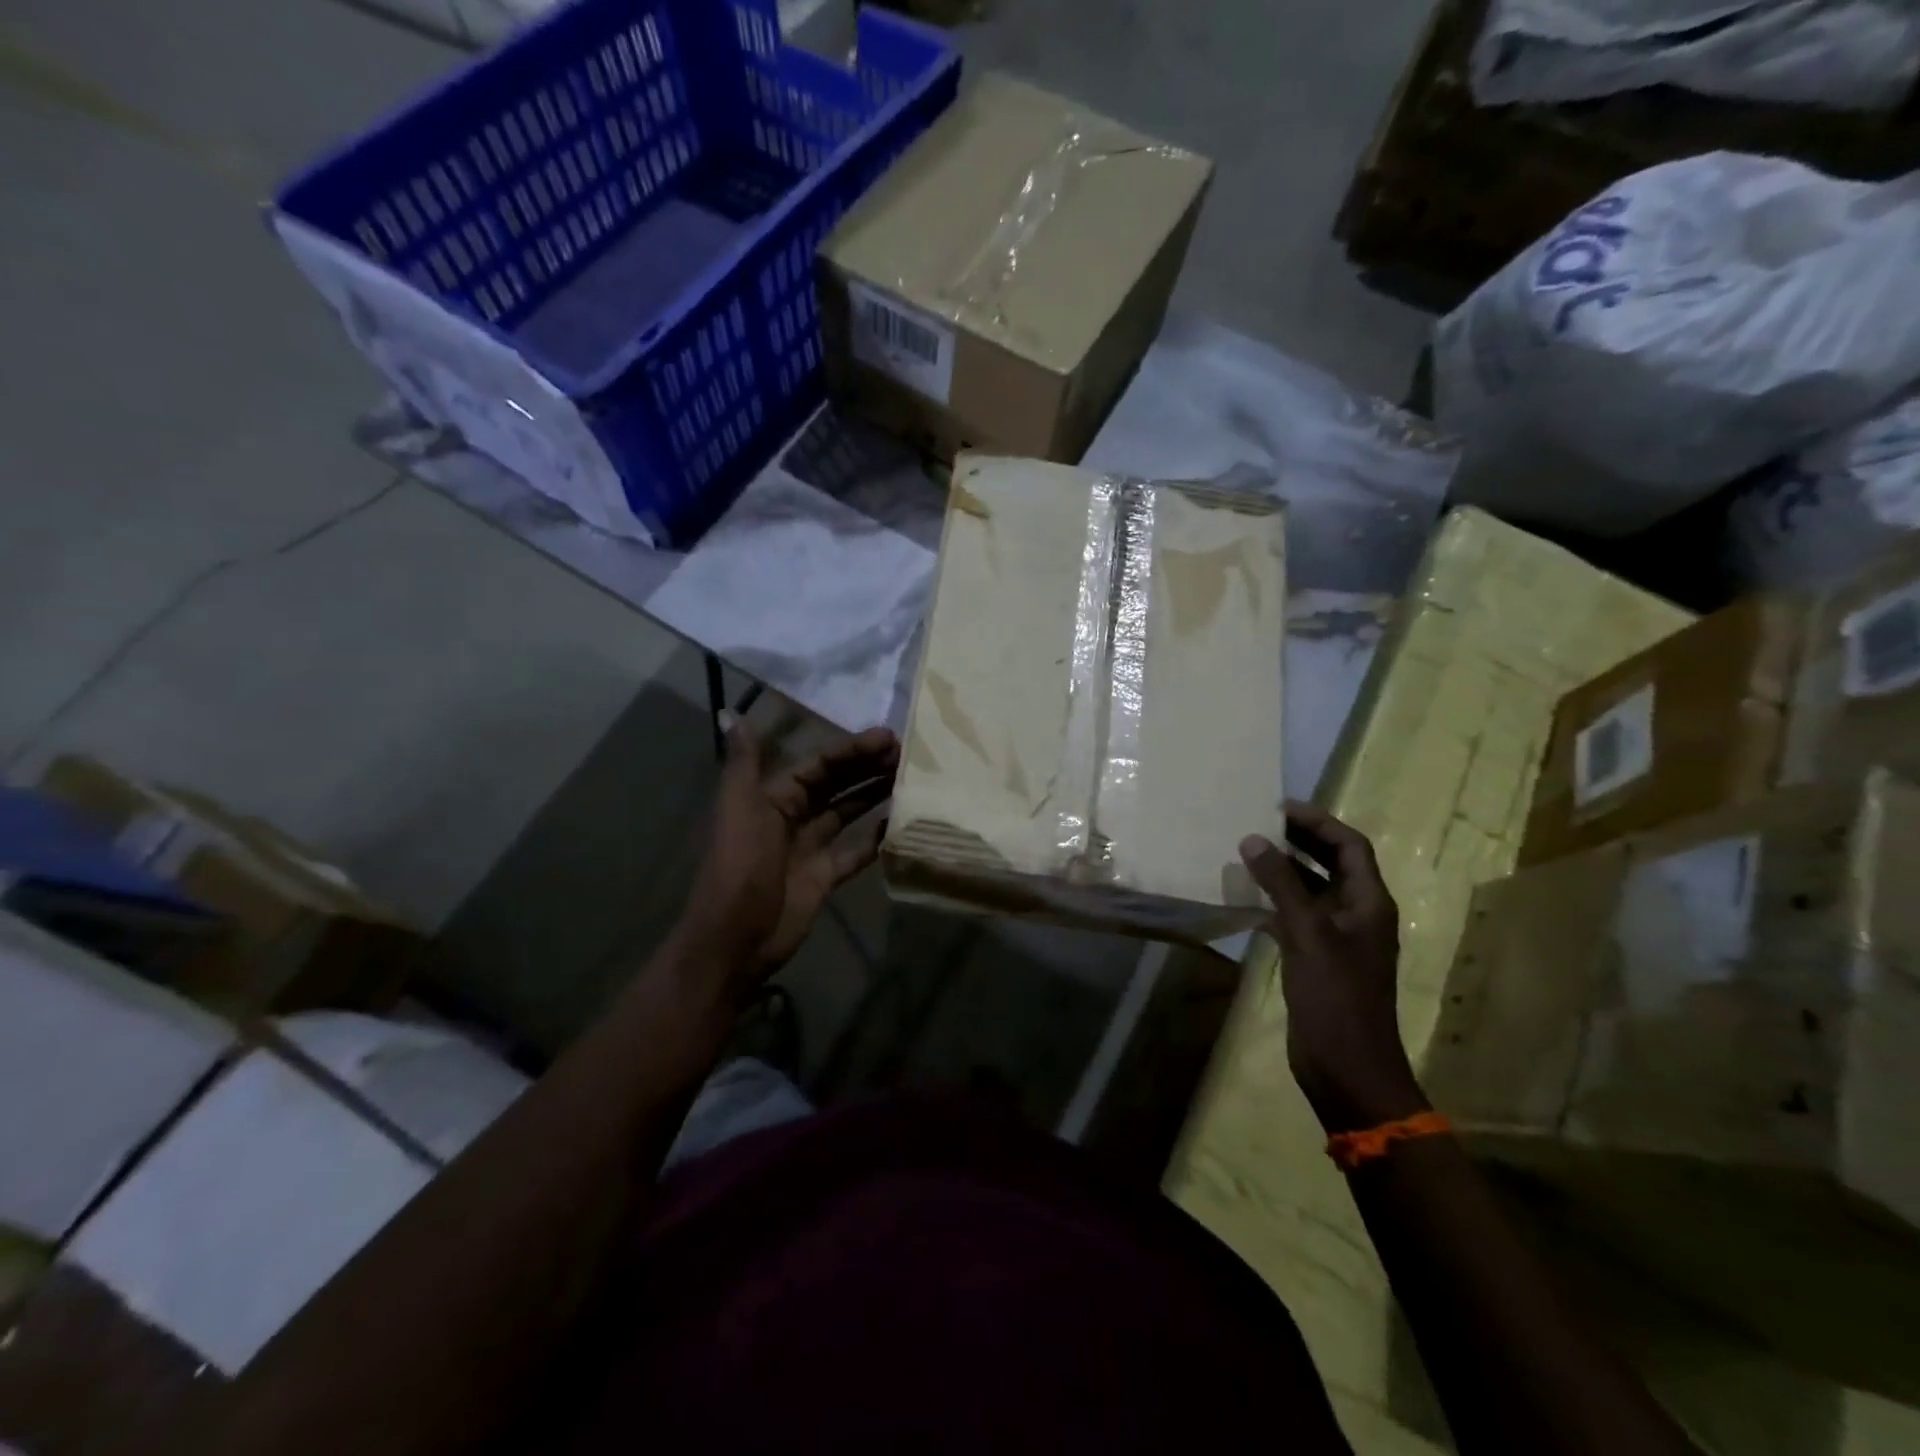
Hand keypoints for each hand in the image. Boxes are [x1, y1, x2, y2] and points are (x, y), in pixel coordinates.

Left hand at [682, 721, 898, 991]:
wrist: (737, 938)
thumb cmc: (741, 866)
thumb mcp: (740, 809)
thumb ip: (744, 763)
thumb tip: (730, 713)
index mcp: (772, 797)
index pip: (818, 764)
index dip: (850, 749)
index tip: (887, 737)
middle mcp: (792, 816)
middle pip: (836, 784)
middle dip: (868, 767)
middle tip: (909, 753)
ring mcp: (810, 847)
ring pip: (848, 812)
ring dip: (875, 794)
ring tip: (911, 777)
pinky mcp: (825, 876)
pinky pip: (856, 850)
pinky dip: (877, 836)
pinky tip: (902, 820)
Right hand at [1239, 802, 1426, 1133]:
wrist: (1347, 1068)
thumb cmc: (1336, 997)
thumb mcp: (1308, 935)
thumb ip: (1282, 884)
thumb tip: (1254, 839)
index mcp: (1369, 904)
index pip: (1350, 846)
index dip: (1319, 822)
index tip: (1280, 808)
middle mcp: (1358, 915)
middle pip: (1333, 864)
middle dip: (1301, 841)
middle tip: (1260, 823)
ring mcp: (1337, 939)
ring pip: (1312, 890)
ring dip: (1284, 871)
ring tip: (1247, 853)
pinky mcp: (1317, 959)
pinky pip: (1296, 917)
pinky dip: (1274, 902)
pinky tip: (1246, 898)